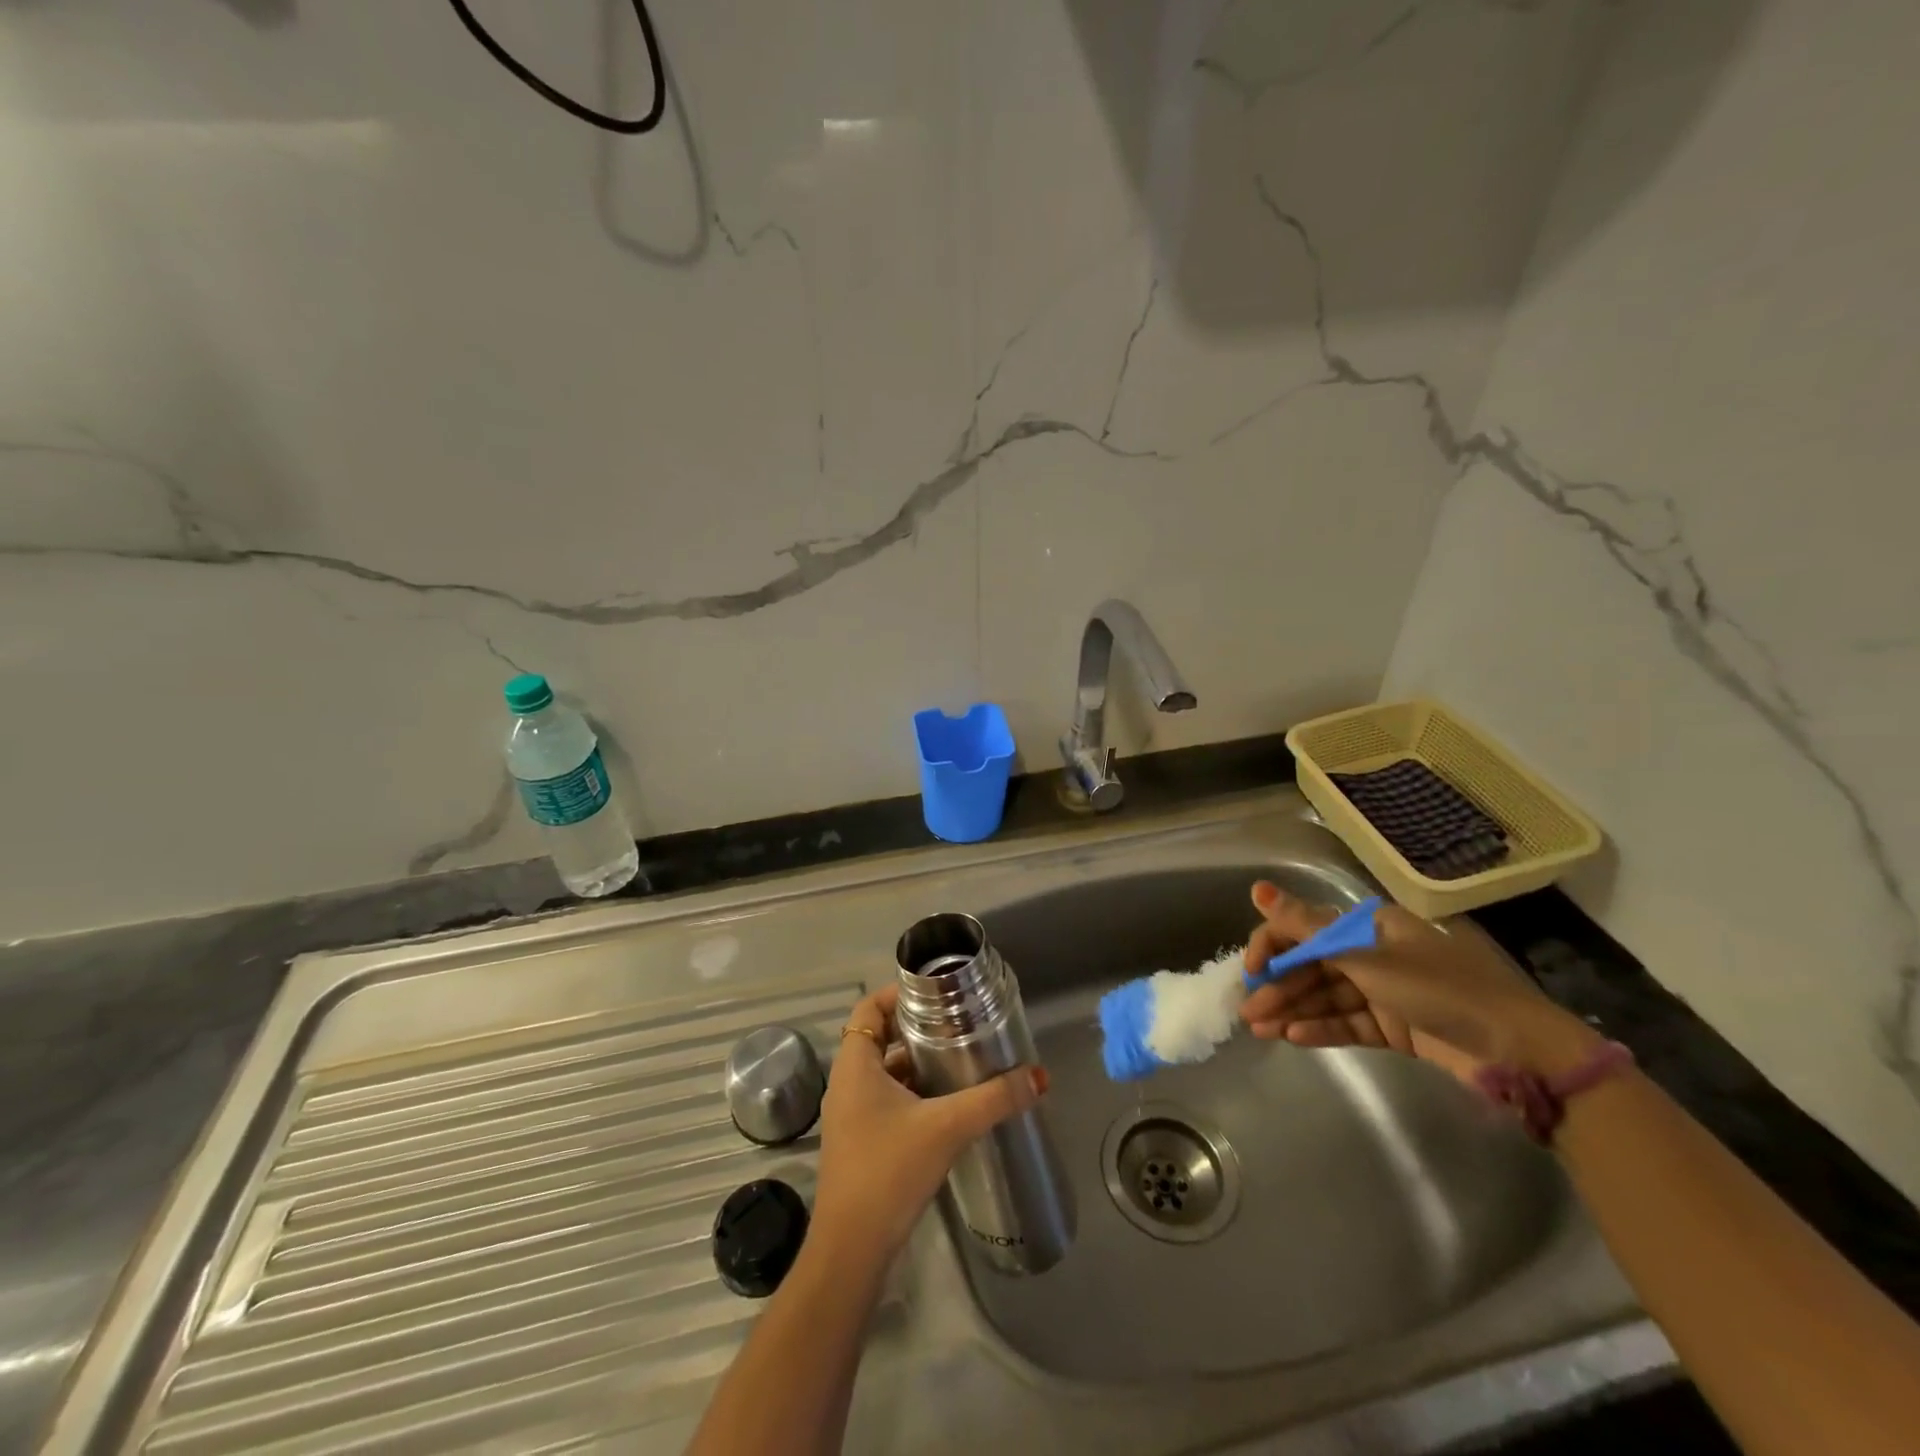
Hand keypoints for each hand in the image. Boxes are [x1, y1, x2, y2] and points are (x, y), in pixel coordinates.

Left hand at [810, 983, 1047, 1260]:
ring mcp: (850, 1115)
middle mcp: (847, 1083)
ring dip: (916, 1063)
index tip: (937, 993)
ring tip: (959, 1060)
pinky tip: (945, 1106)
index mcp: (855, 1065)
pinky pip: (885, 1100)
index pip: (870, 1008)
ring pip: (884, 1071)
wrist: (851, 1250)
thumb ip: (994, 1100)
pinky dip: (912, 1093)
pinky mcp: (859, 1142)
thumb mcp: (947, 1127)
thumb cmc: (889, 1172)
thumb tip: (1038, 1077)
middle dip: (917, 1029)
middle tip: (958, 1024)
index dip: (899, 994)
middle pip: (879, 1037)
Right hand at [1238, 881, 1599, 1075]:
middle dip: (1279, 986)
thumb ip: (1306, 928)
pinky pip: (1349, 1023)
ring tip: (1260, 1030)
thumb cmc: (1440, 989)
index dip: (1273, 945)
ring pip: (1327, 997)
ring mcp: (1385, 992)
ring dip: (1293, 1010)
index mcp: (1370, 926)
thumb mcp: (1367, 956)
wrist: (1520, 1052)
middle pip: (1313, 966)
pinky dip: (1322, 1028)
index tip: (1249, 971)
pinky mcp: (1396, 1027)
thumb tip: (1256, 888)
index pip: (1305, 929)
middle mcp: (1374, 953)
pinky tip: (1294, 1037)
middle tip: (1247, 1011)